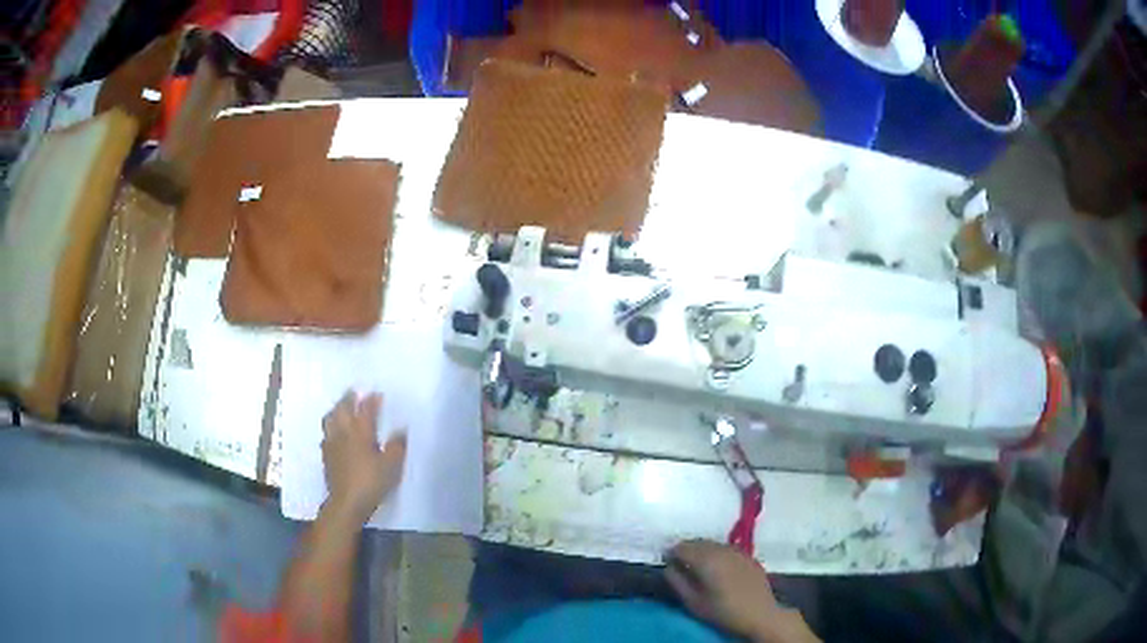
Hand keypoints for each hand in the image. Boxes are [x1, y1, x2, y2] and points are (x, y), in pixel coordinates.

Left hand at [321, 391, 406, 524]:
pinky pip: (326, 433)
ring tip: (340, 407)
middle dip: (349, 398)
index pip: (366, 409)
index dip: (372, 400)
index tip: (377, 394)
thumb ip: (396, 446)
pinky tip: (333, 432)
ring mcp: (332, 442)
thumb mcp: (392, 466)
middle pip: (343, 408)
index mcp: (361, 432)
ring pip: (331, 419)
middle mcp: (344, 432)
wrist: (347, 502)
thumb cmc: (371, 482)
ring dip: (336, 409)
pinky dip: (330, 427)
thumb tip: (400, 430)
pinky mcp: (326, 455)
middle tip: (354, 392)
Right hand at [665, 540, 817, 642]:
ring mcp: (738, 551)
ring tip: (696, 566)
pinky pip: (726, 548)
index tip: (666, 562)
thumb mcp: (694, 602)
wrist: (760, 614)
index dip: (671, 553)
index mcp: (707, 559)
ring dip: (701, 550)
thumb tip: (668, 567)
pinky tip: (717, 567)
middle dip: (686, 550)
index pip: (682, 547)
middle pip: (697, 542)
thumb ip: (677, 582)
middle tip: (679, 564)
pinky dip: (716, 553)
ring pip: (713, 544)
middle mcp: (722, 549)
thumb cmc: (723, 611)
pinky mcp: (748, 556)